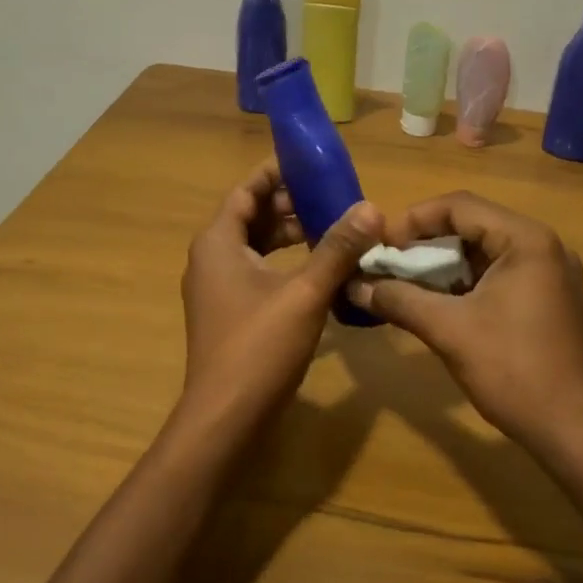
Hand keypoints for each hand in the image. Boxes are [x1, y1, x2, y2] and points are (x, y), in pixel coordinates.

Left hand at [179, 159, 379, 428]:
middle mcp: (211, 258)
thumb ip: (337, 249)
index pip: (246, 190)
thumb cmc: (259, 346)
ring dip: (289, 235)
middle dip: (289, 205)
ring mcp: (217, 288)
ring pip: (254, 246)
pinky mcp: (229, 312)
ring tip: (331, 229)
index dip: (276, 173)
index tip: (310, 163)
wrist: (225, 419)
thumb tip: (371, 208)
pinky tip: (316, 270)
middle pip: (251, 216)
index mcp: (218, 242)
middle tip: (332, 198)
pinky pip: (256, 271)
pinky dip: (283, 262)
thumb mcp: (305, 293)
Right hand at [347, 192, 582, 464]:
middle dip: (426, 241)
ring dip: (443, 262)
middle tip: (388, 261)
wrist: (571, 431)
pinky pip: (497, 273)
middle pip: (472, 224)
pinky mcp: (547, 297)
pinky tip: (435, 300)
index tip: (381, 245)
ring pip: (483, 250)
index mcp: (527, 240)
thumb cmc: (512, 370)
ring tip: (404, 280)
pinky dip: (464, 280)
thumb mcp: (448, 330)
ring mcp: (549, 272)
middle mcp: (543, 245)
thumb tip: (354, 285)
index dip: (414, 220)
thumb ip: (398, 299)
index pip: (460, 206)